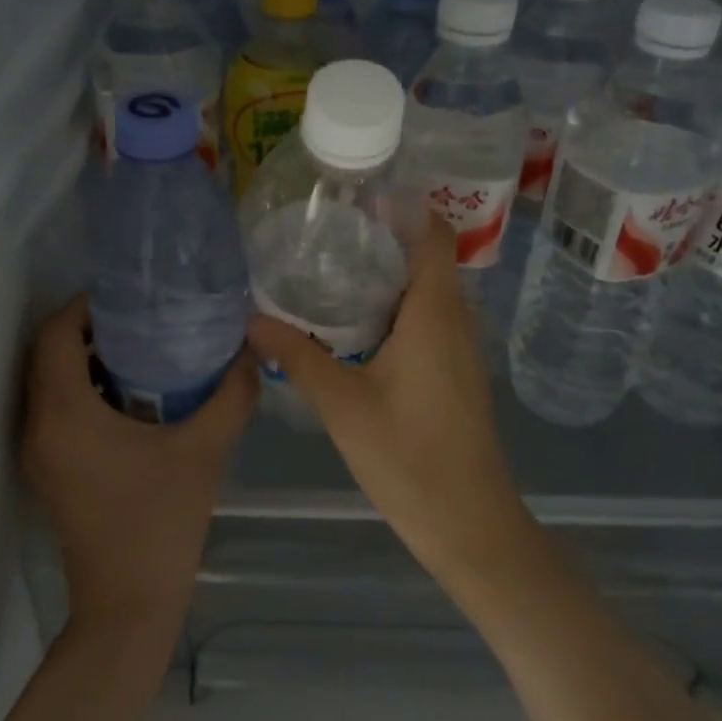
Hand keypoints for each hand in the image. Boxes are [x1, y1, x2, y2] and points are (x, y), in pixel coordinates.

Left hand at [21, 296, 257, 637]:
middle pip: (47, 355)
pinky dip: (85, 390)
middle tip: (142, 318)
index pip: (54, 335)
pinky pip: (58, 411)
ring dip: (86, 360)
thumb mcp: (205, 450)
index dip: (84, 307)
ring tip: (142, 348)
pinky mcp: (50, 472)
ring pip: (50, 384)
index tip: (129, 298)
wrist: (129, 604)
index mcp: (65, 414)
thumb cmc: (161, 521)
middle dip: (88, 329)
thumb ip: (231, 394)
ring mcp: (40, 453)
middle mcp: (39, 427)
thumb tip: (248, 351)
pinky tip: (133, 396)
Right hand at [245, 217, 531, 577]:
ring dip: (386, 276)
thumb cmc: (409, 458)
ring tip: (331, 271)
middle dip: (381, 238)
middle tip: (325, 232)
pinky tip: (354, 328)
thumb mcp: (343, 406)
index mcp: (435, 313)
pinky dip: (394, 309)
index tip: (355, 196)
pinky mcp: (455, 373)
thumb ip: (298, 357)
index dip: (402, 205)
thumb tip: (251, 318)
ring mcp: (460, 348)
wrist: (470, 524)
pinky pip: (427, 320)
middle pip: (426, 257)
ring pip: (426, 291)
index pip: (432, 232)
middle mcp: (455, 320)